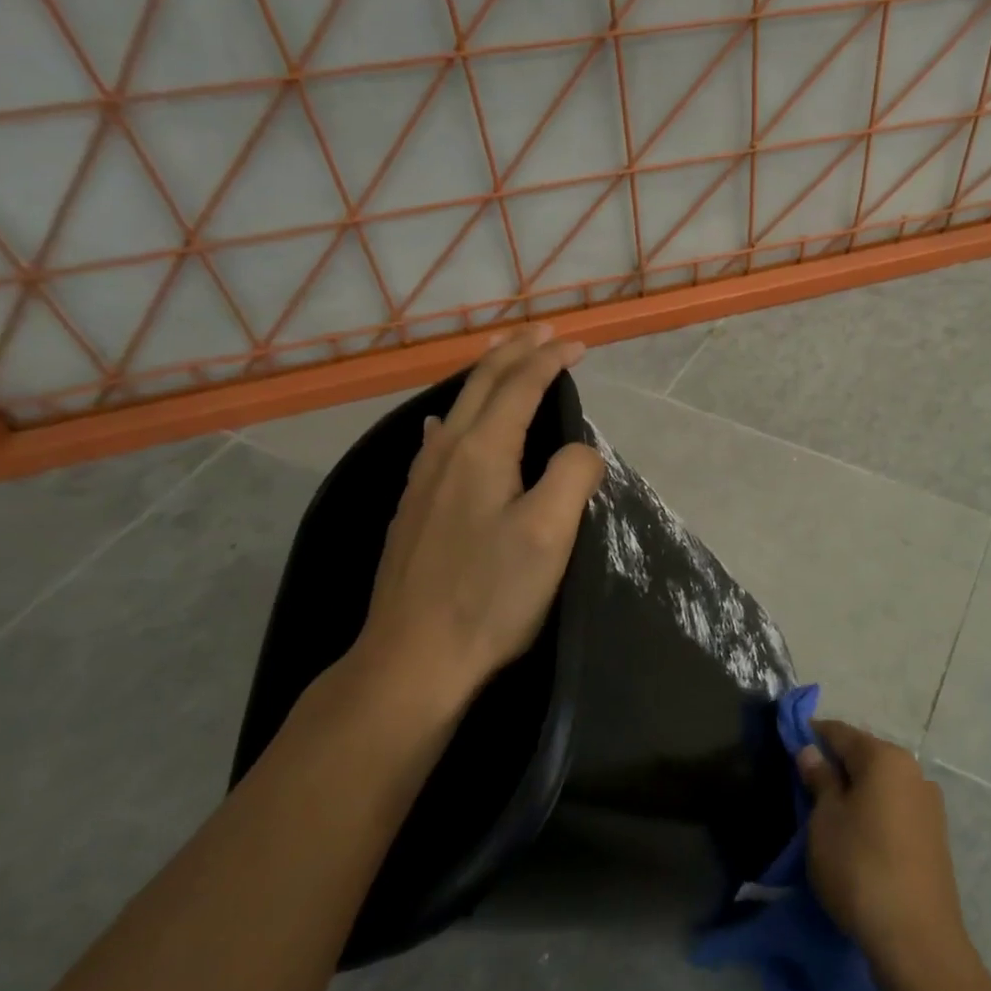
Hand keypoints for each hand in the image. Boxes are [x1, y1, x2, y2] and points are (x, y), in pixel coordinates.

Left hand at [331, 326, 604, 755]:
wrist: (411, 659)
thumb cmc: (489, 595)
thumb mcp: (549, 533)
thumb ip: (573, 475)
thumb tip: (579, 450)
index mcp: (482, 452)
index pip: (520, 387)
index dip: (550, 360)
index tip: (577, 344)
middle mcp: (446, 454)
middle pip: (482, 387)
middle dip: (514, 353)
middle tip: (540, 330)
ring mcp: (421, 482)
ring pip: (456, 409)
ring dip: (485, 378)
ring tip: (501, 360)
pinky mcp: (412, 510)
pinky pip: (438, 440)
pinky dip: (457, 415)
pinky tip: (444, 425)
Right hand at [797, 721, 970, 982]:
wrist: (917, 940)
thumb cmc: (860, 867)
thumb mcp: (826, 820)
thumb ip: (819, 779)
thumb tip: (811, 751)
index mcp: (885, 758)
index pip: (841, 733)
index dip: (813, 735)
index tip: (791, 744)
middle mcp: (913, 771)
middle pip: (865, 756)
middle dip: (836, 765)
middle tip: (806, 784)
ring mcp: (929, 804)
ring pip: (882, 784)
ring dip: (857, 791)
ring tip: (830, 814)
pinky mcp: (935, 836)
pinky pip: (896, 809)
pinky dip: (875, 812)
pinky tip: (859, 836)